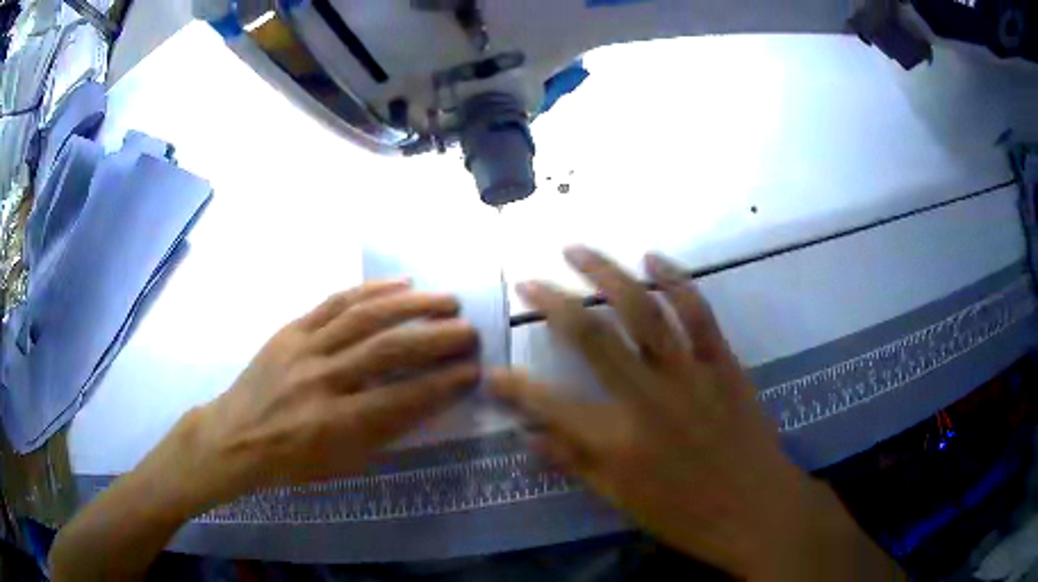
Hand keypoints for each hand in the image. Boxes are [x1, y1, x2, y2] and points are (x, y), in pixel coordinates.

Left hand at [188, 281, 480, 501]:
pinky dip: (370, 289)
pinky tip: (399, 283)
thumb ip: (381, 433)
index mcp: (334, 424)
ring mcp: (304, 348)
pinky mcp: (291, 329)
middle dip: (435, 338)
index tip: (474, 371)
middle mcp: (321, 380)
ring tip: (445, 300)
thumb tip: (423, 402)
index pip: (400, 399)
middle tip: (469, 331)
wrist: (234, 436)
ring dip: (410, 305)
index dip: (442, 384)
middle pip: (387, 350)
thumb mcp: (340, 464)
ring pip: (363, 317)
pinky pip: (334, 302)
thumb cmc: (290, 461)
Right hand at [492, 248, 897, 579]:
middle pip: (592, 337)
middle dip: (554, 302)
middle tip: (530, 280)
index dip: (515, 387)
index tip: (493, 371)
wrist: (756, 508)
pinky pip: (698, 312)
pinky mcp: (722, 363)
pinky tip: (653, 258)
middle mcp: (647, 398)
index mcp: (617, 442)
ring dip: (607, 274)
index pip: (549, 405)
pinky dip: (675, 279)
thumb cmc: (686, 514)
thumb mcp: (621, 500)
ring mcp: (689, 374)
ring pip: (643, 310)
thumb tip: (529, 437)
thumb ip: (573, 463)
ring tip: (578, 250)